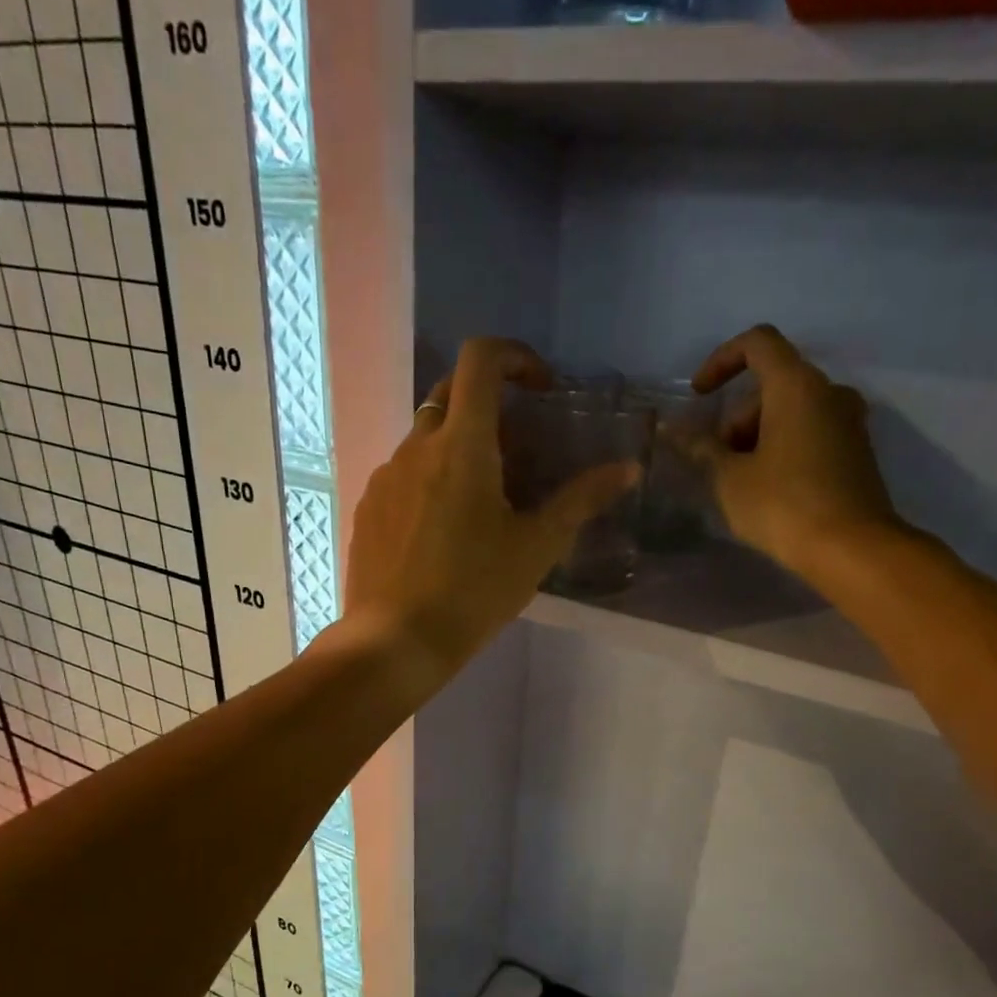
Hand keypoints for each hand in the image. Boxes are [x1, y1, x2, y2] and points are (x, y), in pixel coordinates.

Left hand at [341, 337, 639, 688]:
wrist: (396, 640)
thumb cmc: (473, 591)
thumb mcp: (536, 547)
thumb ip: (581, 500)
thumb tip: (628, 469)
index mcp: (462, 445)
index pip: (480, 360)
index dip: (514, 356)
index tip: (539, 388)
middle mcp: (417, 446)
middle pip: (451, 393)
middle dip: (488, 405)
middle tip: (517, 451)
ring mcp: (385, 476)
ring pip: (426, 438)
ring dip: (458, 449)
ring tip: (482, 502)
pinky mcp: (368, 507)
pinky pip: (403, 474)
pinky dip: (430, 480)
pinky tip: (443, 531)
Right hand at [691, 325, 906, 580]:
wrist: (852, 550)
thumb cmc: (784, 506)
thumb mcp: (730, 479)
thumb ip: (701, 448)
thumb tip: (672, 430)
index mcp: (797, 386)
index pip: (758, 343)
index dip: (721, 361)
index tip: (699, 396)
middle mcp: (829, 392)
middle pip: (773, 384)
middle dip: (737, 417)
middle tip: (719, 462)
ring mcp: (849, 422)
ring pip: (793, 411)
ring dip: (758, 435)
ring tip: (740, 481)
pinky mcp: (857, 452)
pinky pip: (811, 433)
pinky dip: (784, 447)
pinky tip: (769, 489)